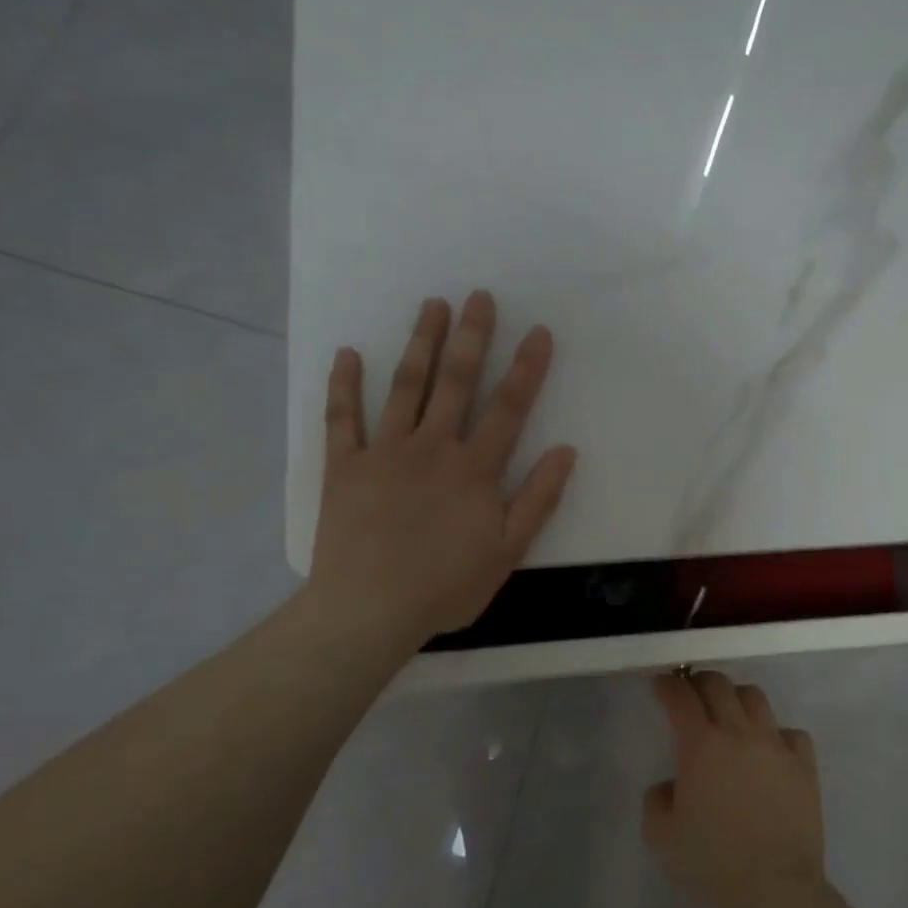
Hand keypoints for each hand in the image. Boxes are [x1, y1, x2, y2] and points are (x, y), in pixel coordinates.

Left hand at [306, 290, 576, 647]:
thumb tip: (566, 451)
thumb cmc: (446, 586)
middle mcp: (432, 448)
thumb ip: (538, 499)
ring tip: (432, 305)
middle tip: (479, 296)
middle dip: (471, 337)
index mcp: (474, 469)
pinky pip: (342, 418)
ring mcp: (384, 452)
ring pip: (405, 387)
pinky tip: (348, 354)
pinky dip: (343, 385)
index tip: (539, 332)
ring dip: (420, 343)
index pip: (508, 408)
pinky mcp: (344, 466)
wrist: (369, 610)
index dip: (526, 369)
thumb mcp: (508, 551)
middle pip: (455, 383)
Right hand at [644, 671, 826, 907]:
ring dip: (735, 698)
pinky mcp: (804, 764)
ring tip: (729, 714)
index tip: (660, 684)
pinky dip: (775, 733)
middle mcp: (739, 733)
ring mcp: (776, 745)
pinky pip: (790, 732)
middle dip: (699, 681)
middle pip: (718, 684)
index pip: (680, 697)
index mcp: (701, 745)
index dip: (667, 685)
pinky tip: (769, 750)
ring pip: (755, 698)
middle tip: (690, 693)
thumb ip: (657, 799)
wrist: (773, 888)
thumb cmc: (711, 862)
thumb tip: (672, 785)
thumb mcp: (660, 835)